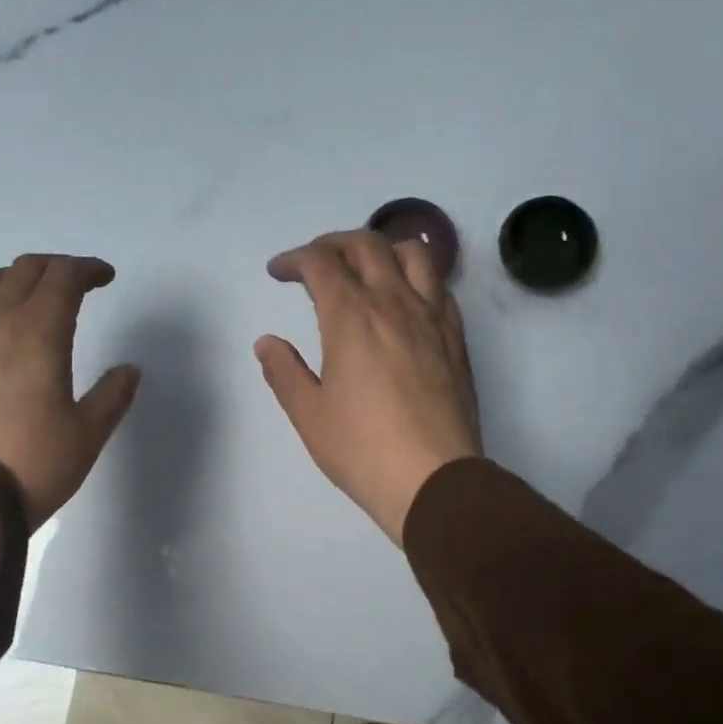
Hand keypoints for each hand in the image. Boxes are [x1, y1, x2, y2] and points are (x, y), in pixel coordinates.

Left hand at [0, 255, 140, 528]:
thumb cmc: (35, 463)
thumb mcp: (88, 434)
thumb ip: (112, 395)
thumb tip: (129, 370)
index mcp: (38, 334)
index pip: (62, 278)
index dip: (88, 269)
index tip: (107, 278)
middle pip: (26, 270)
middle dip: (58, 267)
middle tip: (81, 284)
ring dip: (19, 277)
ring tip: (38, 298)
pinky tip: (7, 331)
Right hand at [255, 230, 481, 543]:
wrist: (434, 479)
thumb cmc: (362, 449)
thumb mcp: (309, 415)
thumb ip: (284, 372)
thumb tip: (267, 343)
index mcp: (351, 318)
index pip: (320, 263)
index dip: (294, 259)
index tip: (278, 272)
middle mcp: (393, 304)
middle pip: (365, 245)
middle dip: (332, 243)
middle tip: (314, 262)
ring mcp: (431, 317)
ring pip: (411, 254)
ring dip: (381, 248)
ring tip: (365, 267)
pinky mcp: (455, 338)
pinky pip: (439, 286)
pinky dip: (416, 276)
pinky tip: (405, 299)